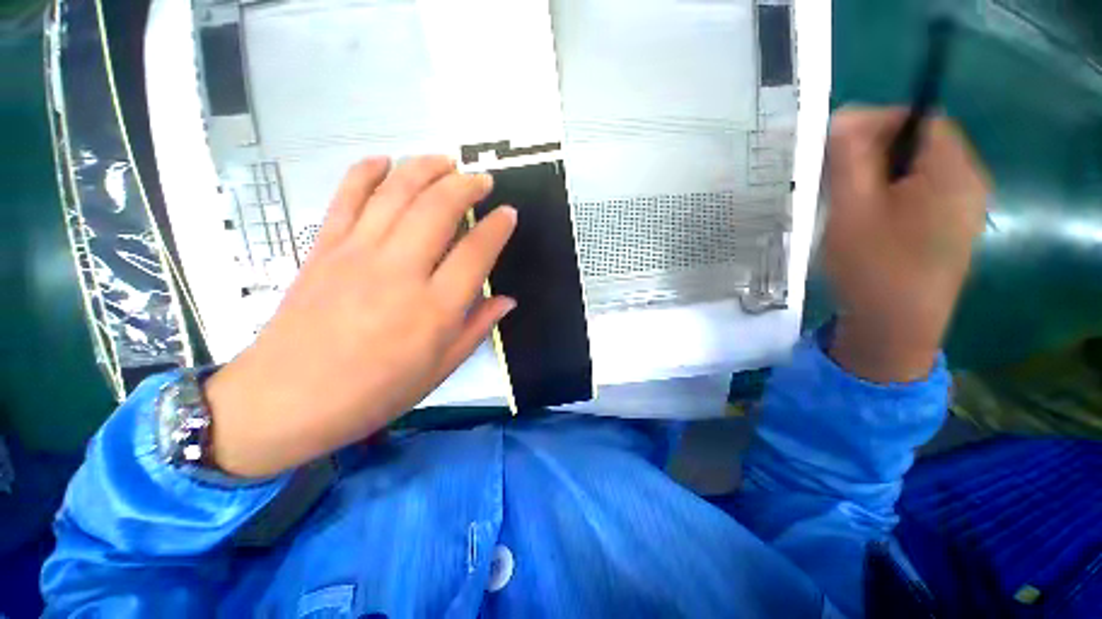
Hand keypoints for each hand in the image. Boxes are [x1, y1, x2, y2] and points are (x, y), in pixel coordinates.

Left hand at [204, 156, 516, 477]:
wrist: (287, 400)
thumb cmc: (375, 392)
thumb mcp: (440, 369)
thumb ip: (477, 328)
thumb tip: (506, 300)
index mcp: (435, 309)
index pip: (476, 252)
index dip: (498, 227)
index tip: (508, 214)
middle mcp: (400, 272)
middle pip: (438, 209)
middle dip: (466, 185)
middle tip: (481, 179)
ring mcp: (358, 254)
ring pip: (396, 193)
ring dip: (425, 168)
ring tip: (446, 161)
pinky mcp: (324, 249)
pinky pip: (347, 197)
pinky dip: (366, 172)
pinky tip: (384, 161)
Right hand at [824, 107, 989, 382]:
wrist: (896, 330)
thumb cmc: (874, 268)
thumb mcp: (852, 209)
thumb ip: (850, 158)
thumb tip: (844, 117)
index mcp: (953, 171)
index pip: (920, 118)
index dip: (877, 122)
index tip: (836, 145)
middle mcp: (967, 183)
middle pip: (919, 144)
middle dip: (873, 151)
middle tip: (834, 176)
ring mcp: (960, 210)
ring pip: (915, 171)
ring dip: (877, 175)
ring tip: (844, 200)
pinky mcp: (946, 230)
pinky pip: (917, 194)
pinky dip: (888, 195)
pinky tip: (864, 219)